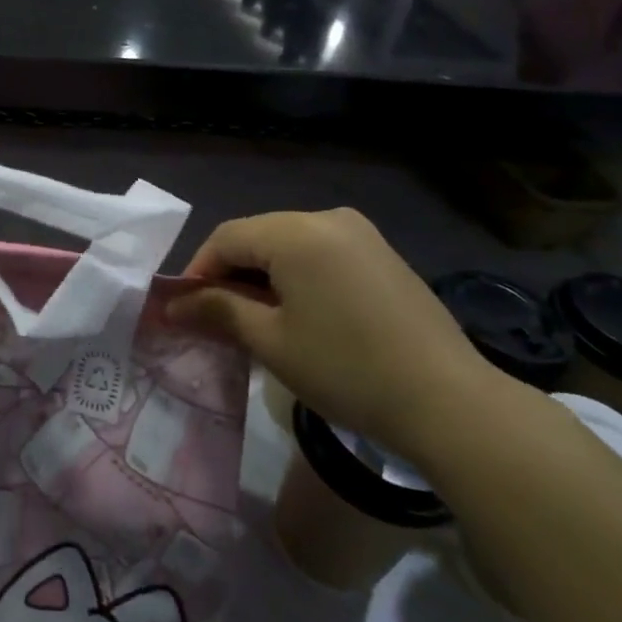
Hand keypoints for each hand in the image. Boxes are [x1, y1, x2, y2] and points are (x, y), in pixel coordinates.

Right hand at [167, 209, 500, 460]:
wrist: (450, 403)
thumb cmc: (347, 369)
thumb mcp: (271, 342)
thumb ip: (217, 311)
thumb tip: (172, 304)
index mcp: (297, 232)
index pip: (227, 237)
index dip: (198, 271)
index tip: (184, 310)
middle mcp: (328, 218)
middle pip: (258, 236)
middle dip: (231, 274)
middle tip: (216, 319)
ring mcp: (361, 234)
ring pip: (289, 245)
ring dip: (263, 276)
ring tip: (256, 321)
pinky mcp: (383, 255)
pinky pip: (322, 254)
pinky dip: (298, 277)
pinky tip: (300, 315)